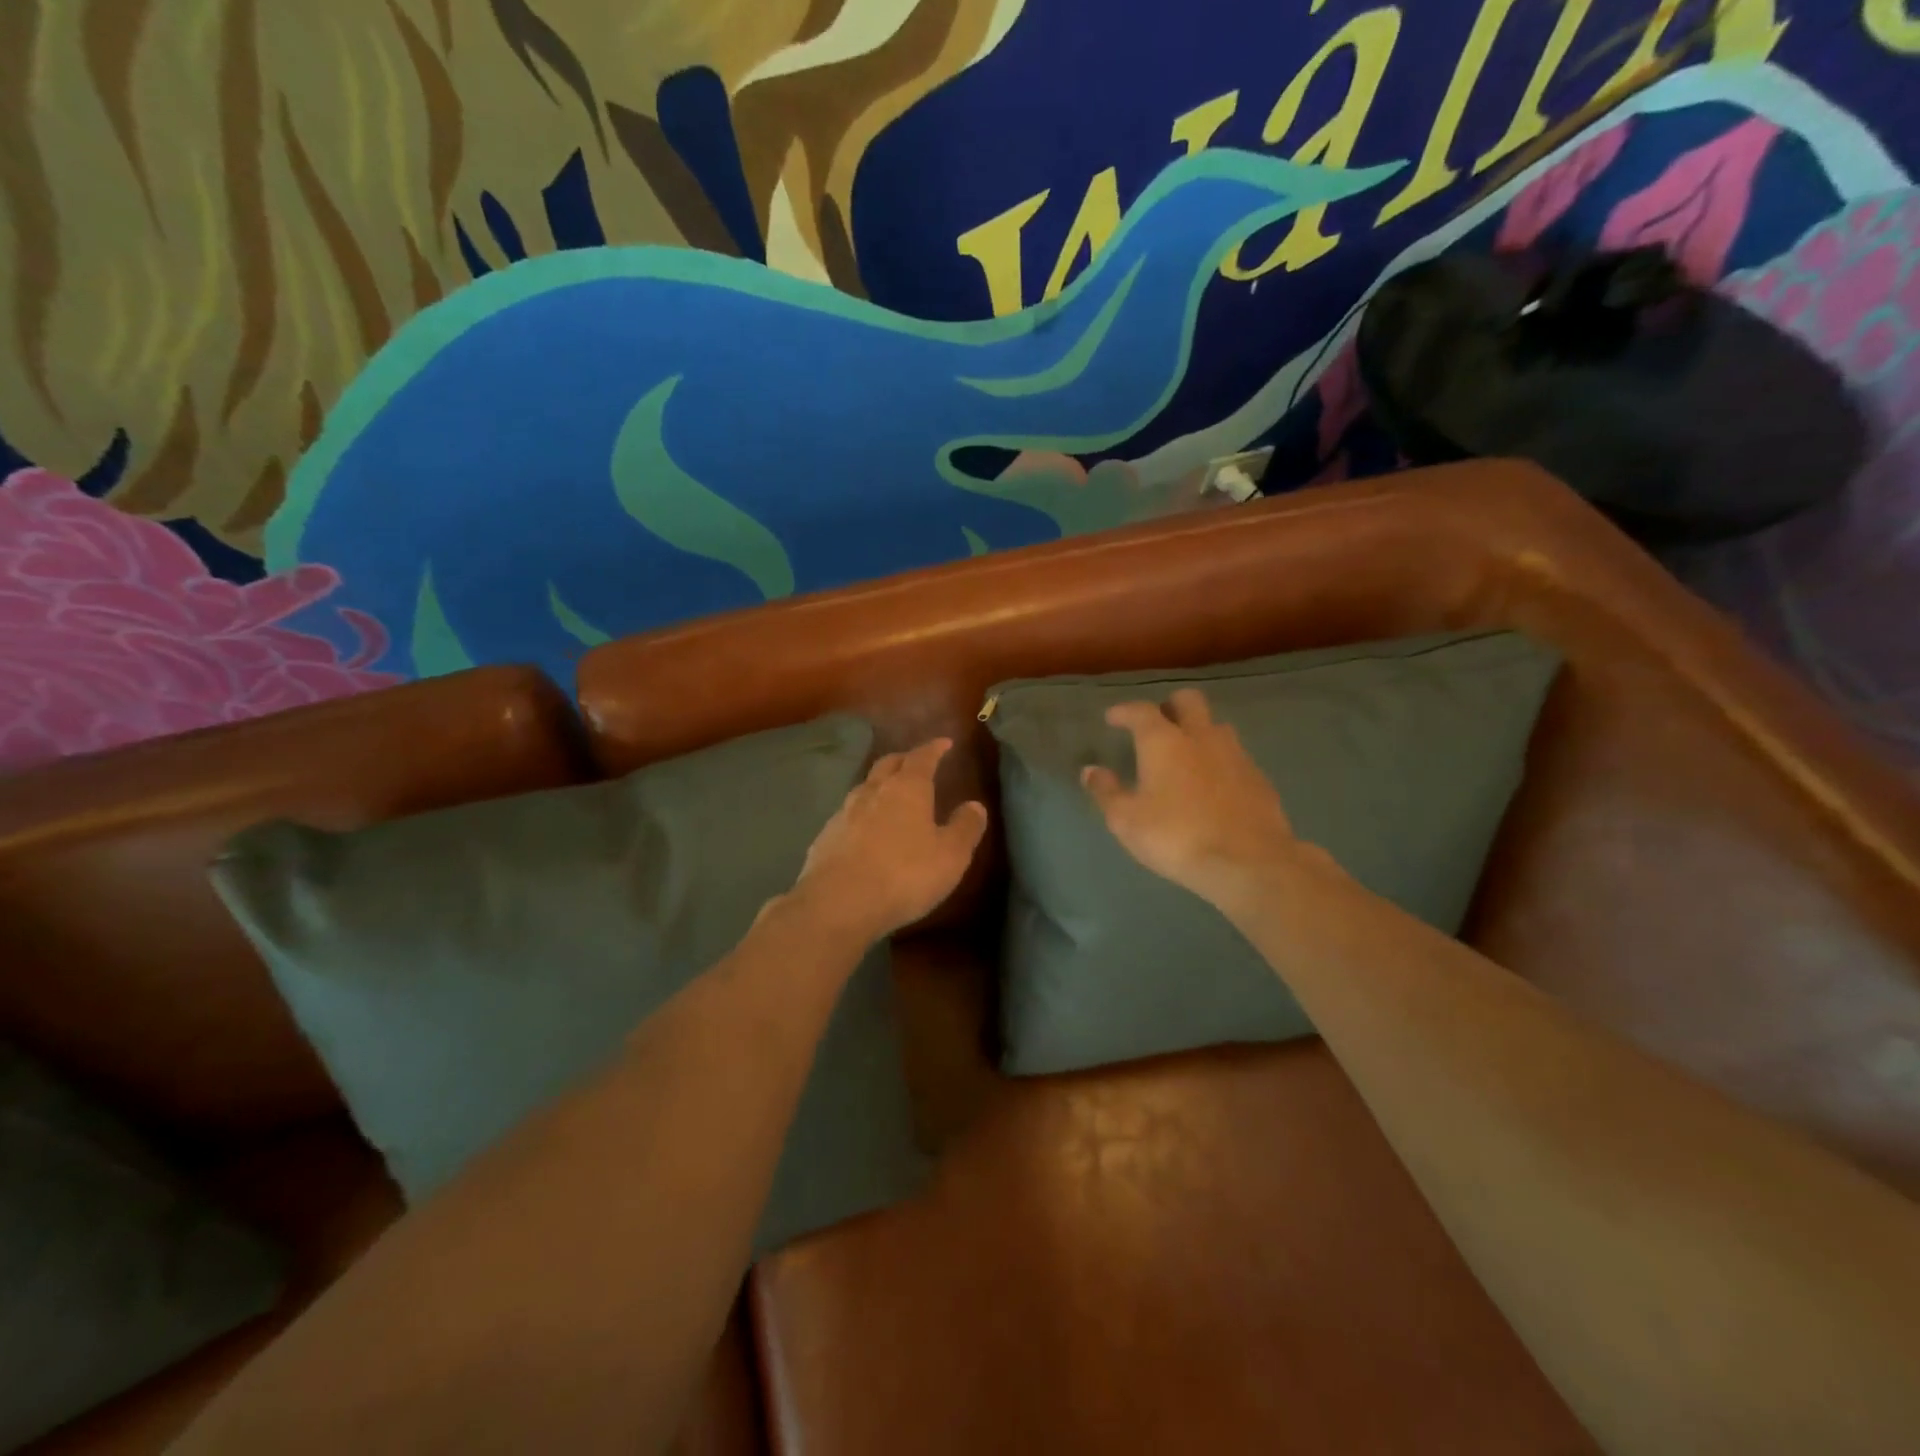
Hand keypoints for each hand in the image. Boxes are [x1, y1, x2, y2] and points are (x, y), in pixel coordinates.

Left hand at [788, 738, 988, 944]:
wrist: (837, 903)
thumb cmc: (904, 875)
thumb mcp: (950, 856)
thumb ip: (965, 828)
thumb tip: (975, 806)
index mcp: (907, 789)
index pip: (922, 757)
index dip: (934, 748)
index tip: (944, 743)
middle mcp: (873, 791)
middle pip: (888, 764)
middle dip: (904, 760)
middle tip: (917, 763)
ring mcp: (844, 812)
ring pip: (865, 787)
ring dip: (880, 785)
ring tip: (891, 795)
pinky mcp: (825, 836)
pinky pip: (848, 814)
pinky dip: (862, 813)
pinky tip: (866, 830)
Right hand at [1082, 689, 1331, 906]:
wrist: (1248, 863)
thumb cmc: (1176, 837)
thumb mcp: (1126, 821)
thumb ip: (1106, 792)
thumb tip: (1090, 770)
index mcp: (1164, 742)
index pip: (1141, 711)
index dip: (1124, 711)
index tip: (1113, 717)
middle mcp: (1201, 737)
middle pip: (1189, 701)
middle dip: (1170, 706)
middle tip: (1157, 724)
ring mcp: (1236, 755)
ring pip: (1216, 726)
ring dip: (1199, 731)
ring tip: (1186, 754)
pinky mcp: (1259, 778)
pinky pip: (1235, 756)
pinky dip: (1219, 761)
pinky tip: (1213, 785)